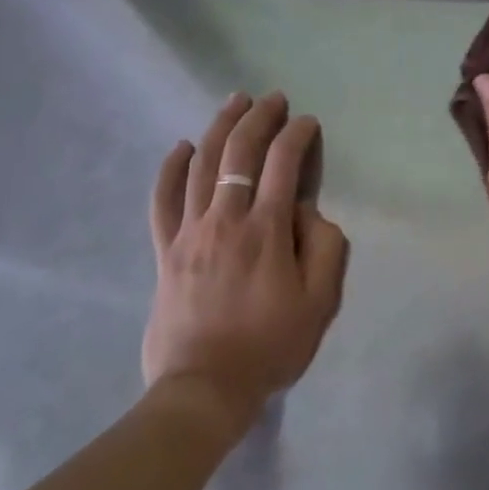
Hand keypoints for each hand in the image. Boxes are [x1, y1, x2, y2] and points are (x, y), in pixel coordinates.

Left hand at [141, 92, 348, 429]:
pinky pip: (163, 200)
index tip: (307, 123)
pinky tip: (180, 147)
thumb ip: (326, 247)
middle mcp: (226, 219)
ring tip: (234, 102)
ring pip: (202, 164)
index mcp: (266, 230)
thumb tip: (308, 211)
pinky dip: (171, 169)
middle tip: (273, 98)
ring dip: (220, 127)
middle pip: (240, 152)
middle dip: (259, 117)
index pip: (284, 163)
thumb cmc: (269, 347)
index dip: (297, 135)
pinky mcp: (165, 250)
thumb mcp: (320, 302)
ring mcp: (190, 232)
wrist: (203, 391)